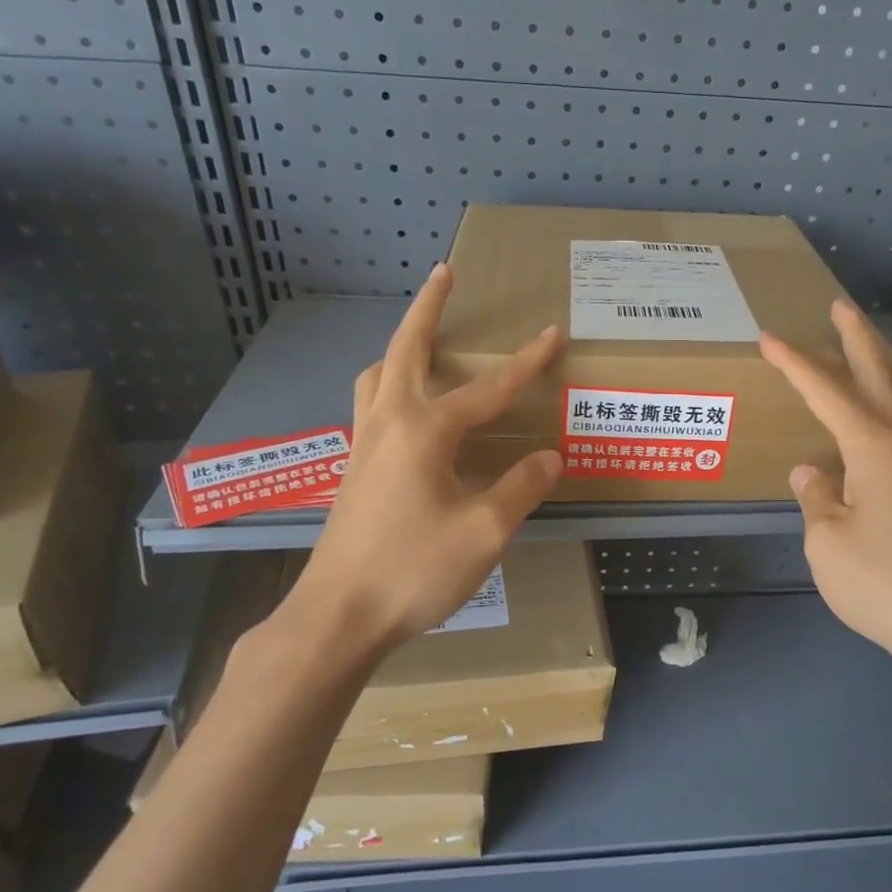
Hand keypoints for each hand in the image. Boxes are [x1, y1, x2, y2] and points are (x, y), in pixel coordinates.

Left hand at [269, 264, 563, 657]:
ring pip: (376, 377)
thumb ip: (521, 487)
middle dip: (427, 309)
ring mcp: (363, 447)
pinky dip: (386, 386)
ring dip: (399, 348)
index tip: (553, 333)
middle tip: (444, 275)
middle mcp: (389, 425)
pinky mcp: (354, 471)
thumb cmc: (414, 570)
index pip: (487, 388)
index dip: (525, 362)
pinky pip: (369, 407)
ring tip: (421, 342)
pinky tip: (405, 413)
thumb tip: (549, 456)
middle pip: (406, 351)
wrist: (339, 616)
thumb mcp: (485, 531)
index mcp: (425, 432)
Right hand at [761, 301, 891, 676]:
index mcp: (873, 448)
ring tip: (876, 346)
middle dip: (858, 340)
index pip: (827, 393)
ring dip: (887, 365)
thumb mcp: (827, 541)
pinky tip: (887, 416)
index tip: (769, 339)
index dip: (796, 365)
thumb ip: (816, 499)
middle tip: (840, 307)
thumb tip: (810, 472)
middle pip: (881, 376)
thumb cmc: (881, 582)